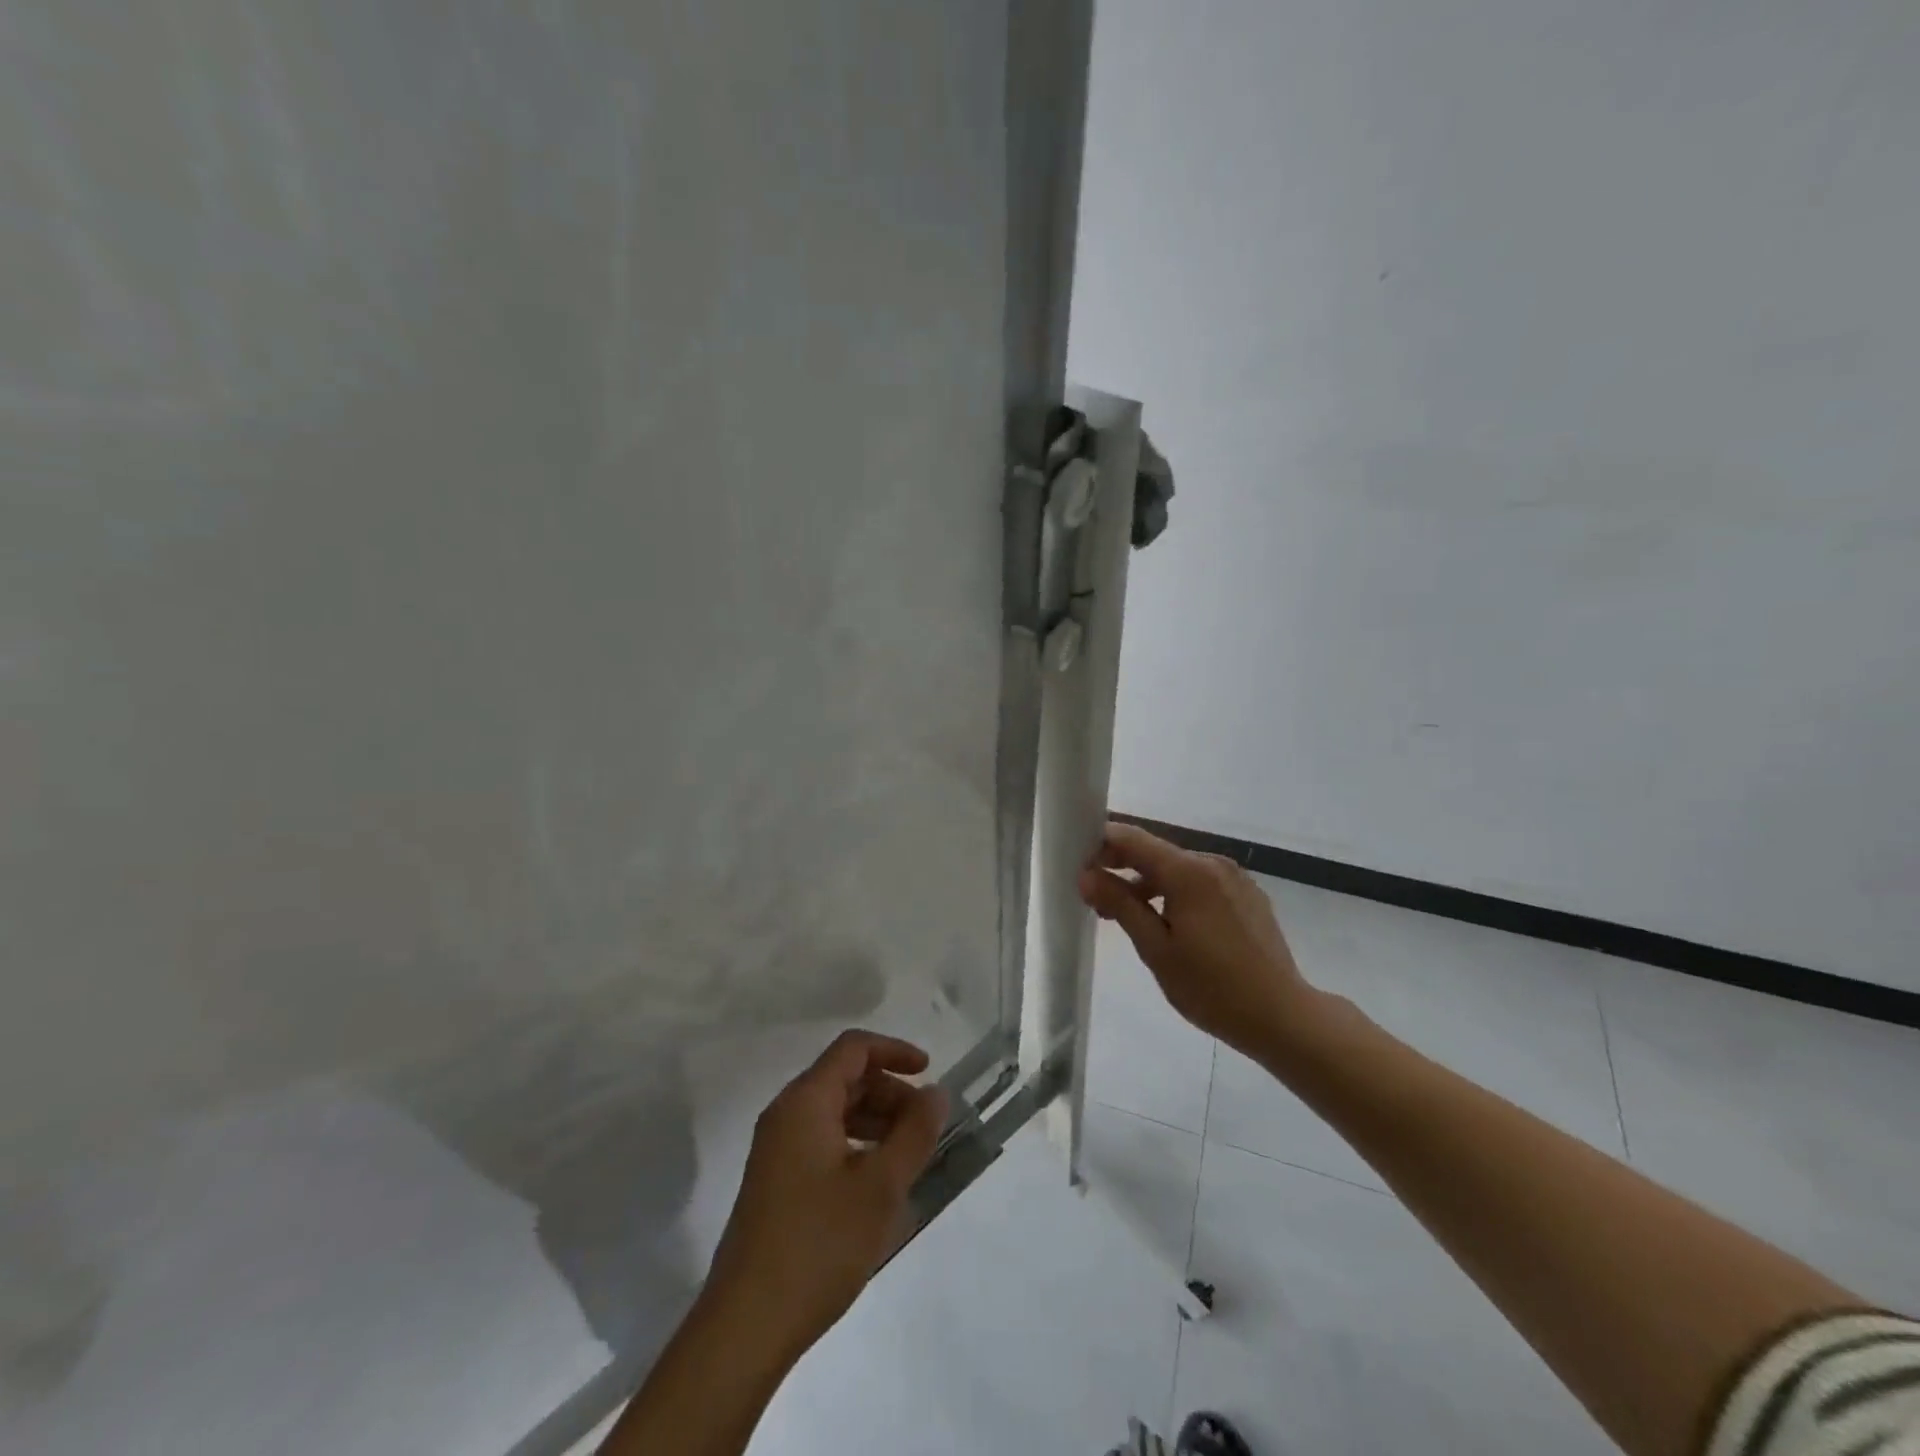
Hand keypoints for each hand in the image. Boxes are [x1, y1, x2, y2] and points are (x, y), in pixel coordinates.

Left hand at [703, 1029, 948, 1363]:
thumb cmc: (818, 1245)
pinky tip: (879, 1186)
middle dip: (890, 1093)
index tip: (930, 1073)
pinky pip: (823, 1142)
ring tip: (909, 1159)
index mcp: (805, 1102)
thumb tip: (935, 1093)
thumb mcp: (880, 1187)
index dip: (895, 1051)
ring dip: (876, 1122)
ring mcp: (776, 1150)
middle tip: (925, 1128)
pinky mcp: (776, 1182)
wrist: (747, 1326)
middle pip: (845, 1079)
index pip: (853, 1049)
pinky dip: (856, 1147)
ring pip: (835, 1112)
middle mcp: (786, 1115)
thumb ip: (914, 1133)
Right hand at [1079, 822, 1317, 1058]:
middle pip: (1155, 852)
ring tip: (1127, 917)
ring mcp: (1234, 878)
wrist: (1282, 1016)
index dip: (1100, 845)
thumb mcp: (1156, 949)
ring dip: (1147, 883)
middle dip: (1121, 867)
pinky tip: (1169, 924)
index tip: (1078, 868)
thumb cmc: (1211, 987)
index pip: (1132, 838)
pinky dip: (1176, 892)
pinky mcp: (1247, 895)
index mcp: (1188, 871)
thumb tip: (1087, 875)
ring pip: (1177, 869)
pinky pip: (1200, 882)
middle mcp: (1212, 863)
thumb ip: (1120, 904)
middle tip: (1095, 899)